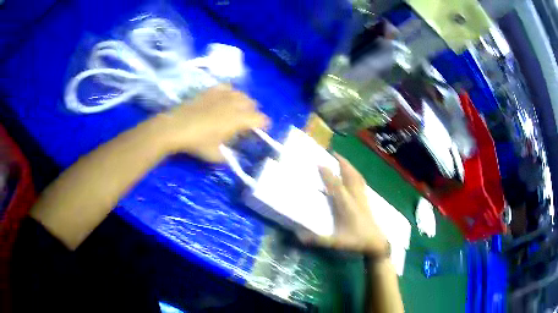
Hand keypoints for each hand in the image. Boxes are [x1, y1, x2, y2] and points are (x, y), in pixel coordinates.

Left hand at [153, 84, 268, 162]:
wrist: (177, 127)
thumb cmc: (198, 142)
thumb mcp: (215, 155)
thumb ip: (228, 156)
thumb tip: (233, 156)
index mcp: (239, 120)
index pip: (260, 119)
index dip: (264, 125)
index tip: (261, 130)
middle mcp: (234, 104)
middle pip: (252, 104)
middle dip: (253, 113)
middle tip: (247, 123)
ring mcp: (223, 95)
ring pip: (241, 94)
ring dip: (243, 102)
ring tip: (237, 110)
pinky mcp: (211, 91)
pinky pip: (227, 87)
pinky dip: (230, 92)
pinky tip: (225, 99)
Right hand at [299, 154, 388, 255]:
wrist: (376, 243)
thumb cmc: (356, 242)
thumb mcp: (336, 243)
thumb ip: (318, 240)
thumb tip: (299, 236)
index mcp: (346, 205)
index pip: (336, 185)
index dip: (328, 174)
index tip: (320, 163)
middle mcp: (355, 198)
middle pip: (350, 176)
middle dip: (342, 163)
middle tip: (334, 153)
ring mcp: (362, 198)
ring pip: (357, 177)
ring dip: (350, 167)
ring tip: (343, 160)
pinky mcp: (366, 200)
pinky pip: (361, 182)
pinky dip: (356, 174)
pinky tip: (354, 175)